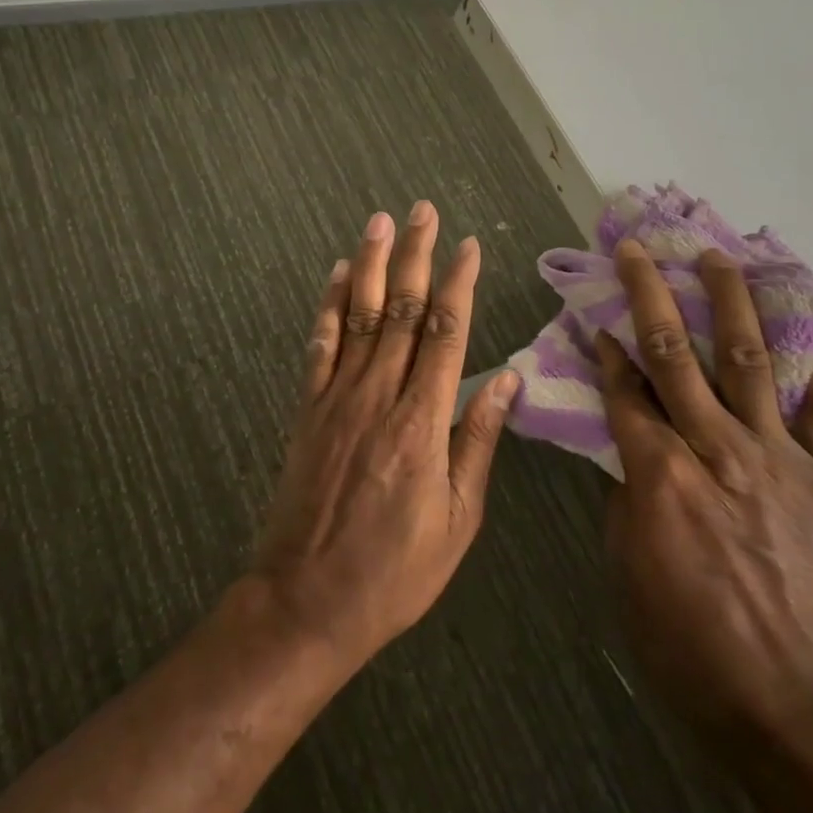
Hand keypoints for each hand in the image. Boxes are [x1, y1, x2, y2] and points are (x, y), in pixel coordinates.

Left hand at [250, 202, 519, 672]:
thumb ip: (478, 441)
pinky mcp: (307, 412)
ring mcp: (336, 400)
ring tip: (378, 222)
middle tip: (421, 211)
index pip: (446, 334)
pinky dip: (327, 306)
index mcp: (422, 423)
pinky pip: (319, 347)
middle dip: (415, 256)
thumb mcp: (457, 518)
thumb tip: (505, 379)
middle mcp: (378, 397)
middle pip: (401, 311)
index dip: (460, 284)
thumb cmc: (395, 570)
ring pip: (358, 317)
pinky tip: (335, 276)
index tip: (470, 245)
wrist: (307, 602)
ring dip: (370, 265)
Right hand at [597, 239, 812, 749]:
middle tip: (639, 252)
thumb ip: (629, 498)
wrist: (791, 699)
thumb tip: (635, 458)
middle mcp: (716, 448)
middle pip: (677, 356)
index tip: (594, 317)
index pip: (625, 392)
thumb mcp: (628, 568)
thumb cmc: (686, 642)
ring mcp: (776, 459)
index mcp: (659, 472)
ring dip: (730, 305)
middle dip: (651, 297)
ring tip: (718, 259)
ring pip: (749, 363)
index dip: (606, 352)